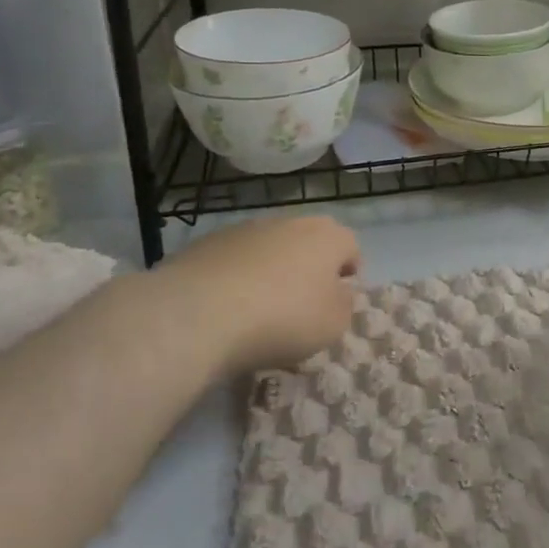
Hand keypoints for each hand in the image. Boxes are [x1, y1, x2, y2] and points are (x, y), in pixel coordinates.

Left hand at [156, 216, 359, 378]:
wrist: (198, 314)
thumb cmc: (282, 318)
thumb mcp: (333, 324)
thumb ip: (344, 304)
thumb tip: (337, 293)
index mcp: (327, 237)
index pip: (350, 247)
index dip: (348, 274)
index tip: (336, 301)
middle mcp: (289, 222)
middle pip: (308, 243)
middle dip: (308, 268)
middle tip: (299, 304)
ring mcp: (245, 229)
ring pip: (269, 249)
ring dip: (270, 271)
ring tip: (257, 309)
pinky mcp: (206, 243)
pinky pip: (233, 260)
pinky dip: (235, 277)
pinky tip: (225, 307)